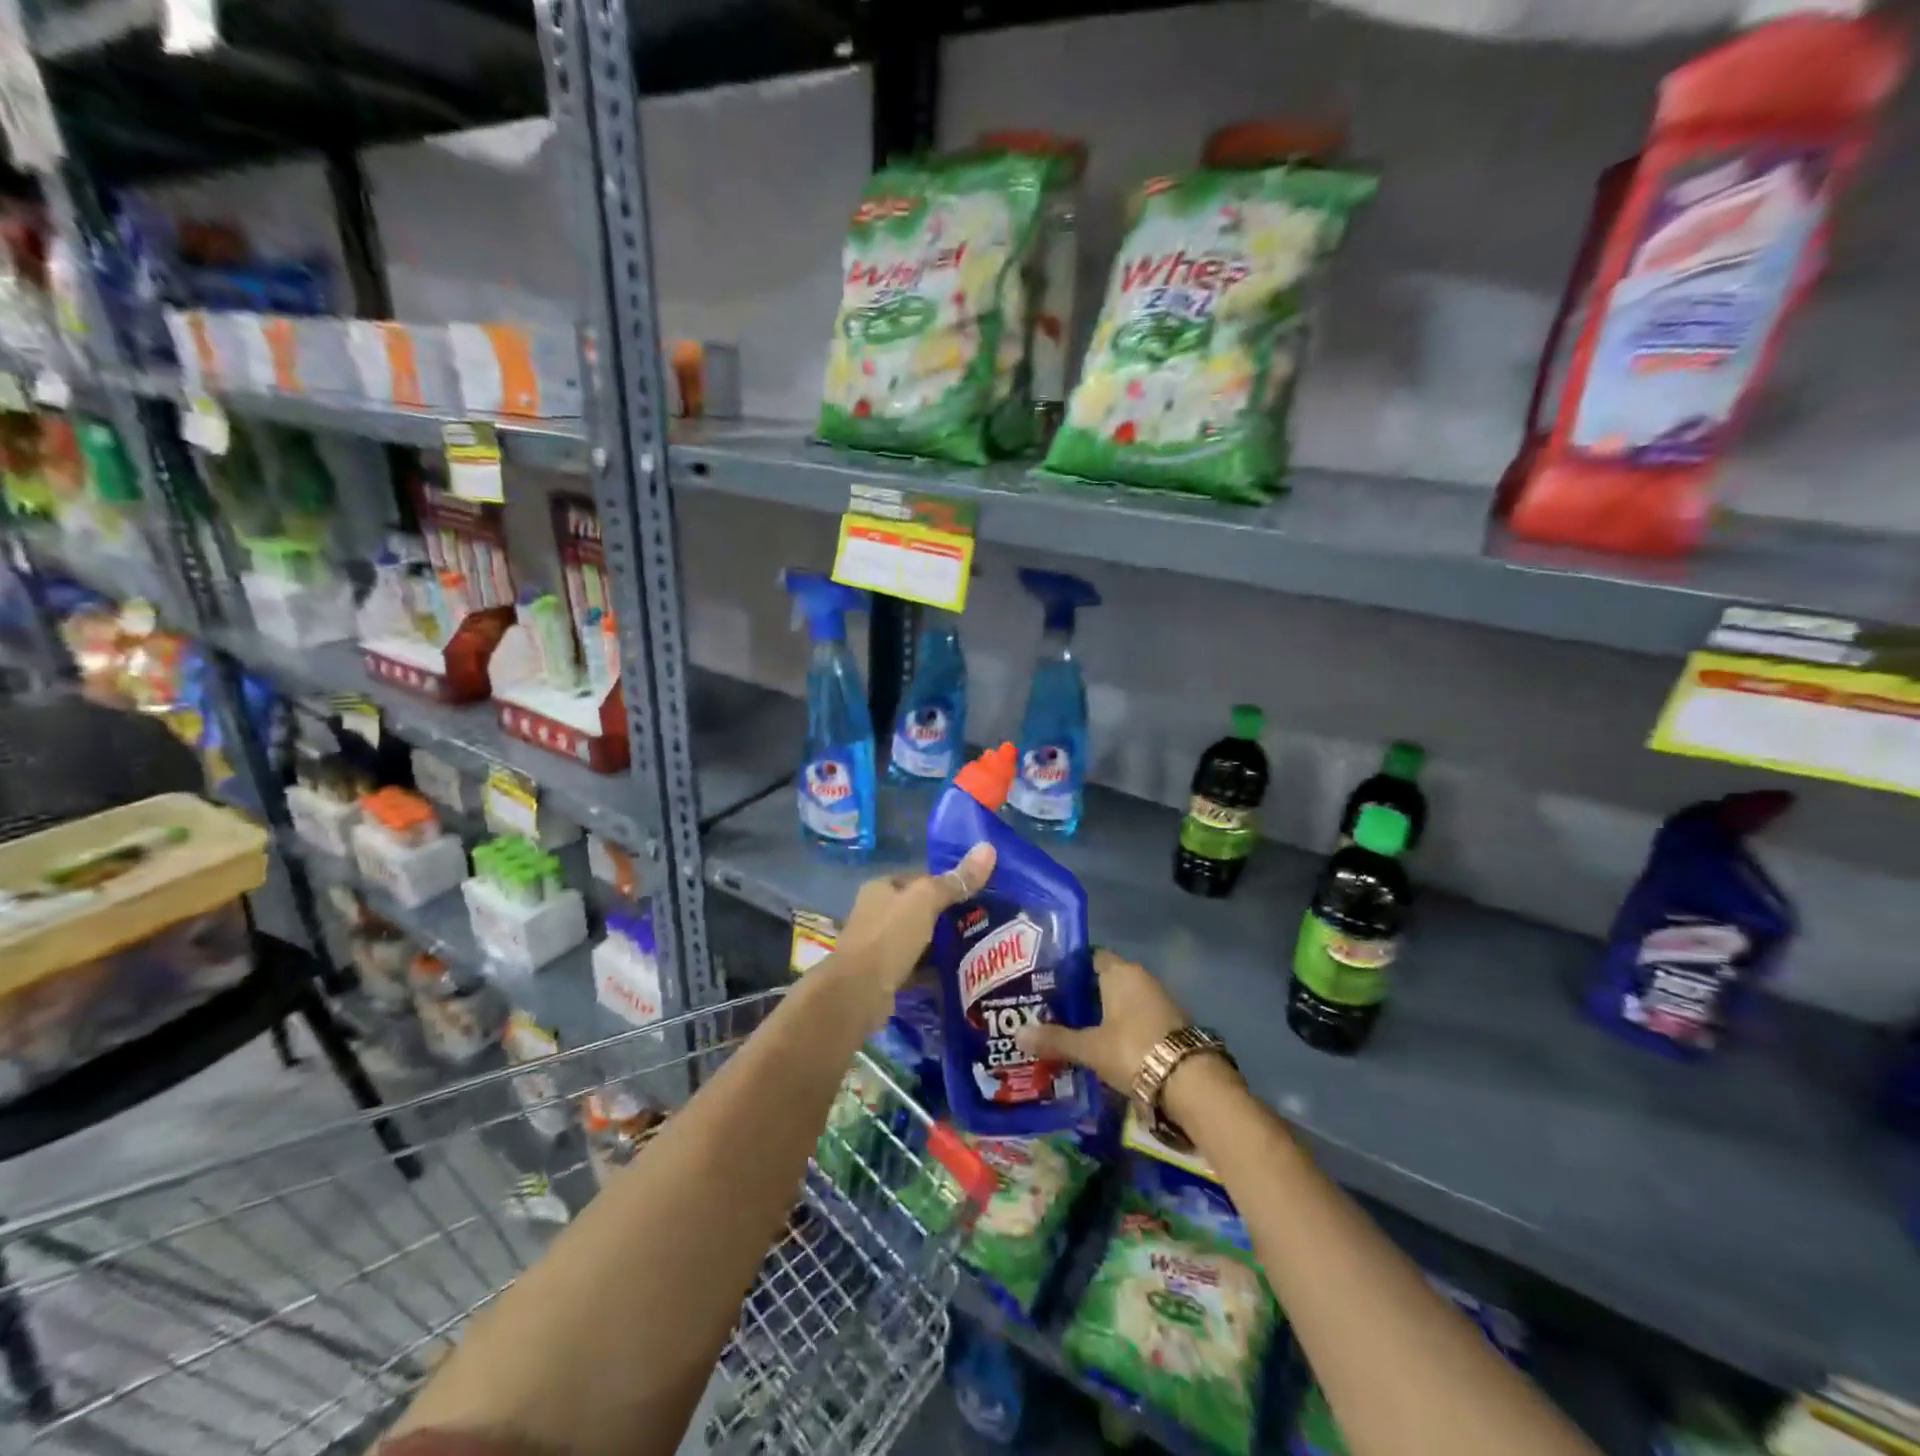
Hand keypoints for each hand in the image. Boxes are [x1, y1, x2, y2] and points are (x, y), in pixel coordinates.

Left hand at [824, 843, 996, 1026]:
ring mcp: (878, 945)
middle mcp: (876, 912)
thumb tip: (988, 848)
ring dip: (941, 944)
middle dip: (947, 916)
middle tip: (982, 922)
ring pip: (918, 939)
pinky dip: (932, 969)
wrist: (858, 992)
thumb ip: (956, 881)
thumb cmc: (889, 936)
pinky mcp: (884, 974)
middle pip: (919, 909)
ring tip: (977, 947)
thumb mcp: (925, 902)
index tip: (977, 894)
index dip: (947, 883)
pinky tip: (957, 973)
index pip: (920, 878)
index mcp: (881, 887)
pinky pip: (915, 966)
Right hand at [1014, 948, 1187, 1090]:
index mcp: (1119, 972)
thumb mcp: (1090, 1047)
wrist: (1189, 1081)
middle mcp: (1140, 977)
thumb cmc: (1133, 1049)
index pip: (1091, 957)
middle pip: (1106, 979)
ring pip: (1123, 1000)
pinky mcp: (1170, 1023)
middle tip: (1056, 1010)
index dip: (1071, 969)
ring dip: (1104, 1013)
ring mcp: (1158, 1000)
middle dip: (1084, 994)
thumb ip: (1055, 1039)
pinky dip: (1122, 1027)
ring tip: (1076, 1030)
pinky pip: (1137, 1017)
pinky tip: (1106, 1045)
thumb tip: (1017, 1033)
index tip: (1050, 984)